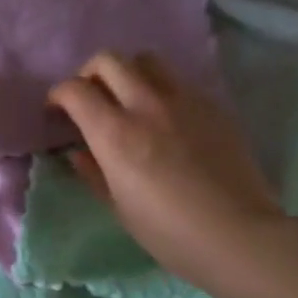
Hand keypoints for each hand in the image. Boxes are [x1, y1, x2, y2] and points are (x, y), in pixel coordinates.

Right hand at [48, 51, 283, 292]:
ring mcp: (184, 102)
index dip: (58, 95)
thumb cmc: (169, 232)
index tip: (57, 111)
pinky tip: (166, 119)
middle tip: (90, 98)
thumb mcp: (118, 207)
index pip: (74, 90)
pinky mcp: (213, 107)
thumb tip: (79, 152)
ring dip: (128, 73)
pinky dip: (162, 90)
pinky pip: (179, 83)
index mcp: (115, 134)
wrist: (240, 237)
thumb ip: (93, 172)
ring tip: (128, 98)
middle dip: (90, 74)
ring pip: (147, 60)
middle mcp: (146, 106)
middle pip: (108, 60)